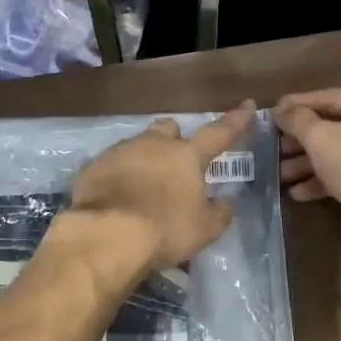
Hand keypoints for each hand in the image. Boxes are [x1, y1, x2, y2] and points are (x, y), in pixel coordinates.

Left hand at [60, 104, 255, 286]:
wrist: (107, 235)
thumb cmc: (165, 229)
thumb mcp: (205, 229)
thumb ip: (219, 212)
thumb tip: (223, 201)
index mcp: (187, 156)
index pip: (218, 133)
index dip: (235, 121)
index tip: (247, 105)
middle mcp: (153, 144)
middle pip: (168, 130)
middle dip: (174, 140)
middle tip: (176, 163)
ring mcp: (119, 152)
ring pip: (137, 145)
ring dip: (144, 160)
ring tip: (143, 188)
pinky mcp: (93, 167)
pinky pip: (111, 165)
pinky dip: (118, 177)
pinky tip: (117, 198)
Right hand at [275, 88, 340, 252]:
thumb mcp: (320, 138)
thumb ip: (297, 120)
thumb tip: (282, 109)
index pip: (330, 97)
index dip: (298, 104)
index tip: (274, 111)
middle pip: (336, 126)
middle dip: (301, 141)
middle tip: (276, 148)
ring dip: (310, 163)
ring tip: (282, 175)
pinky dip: (328, 178)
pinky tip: (300, 193)